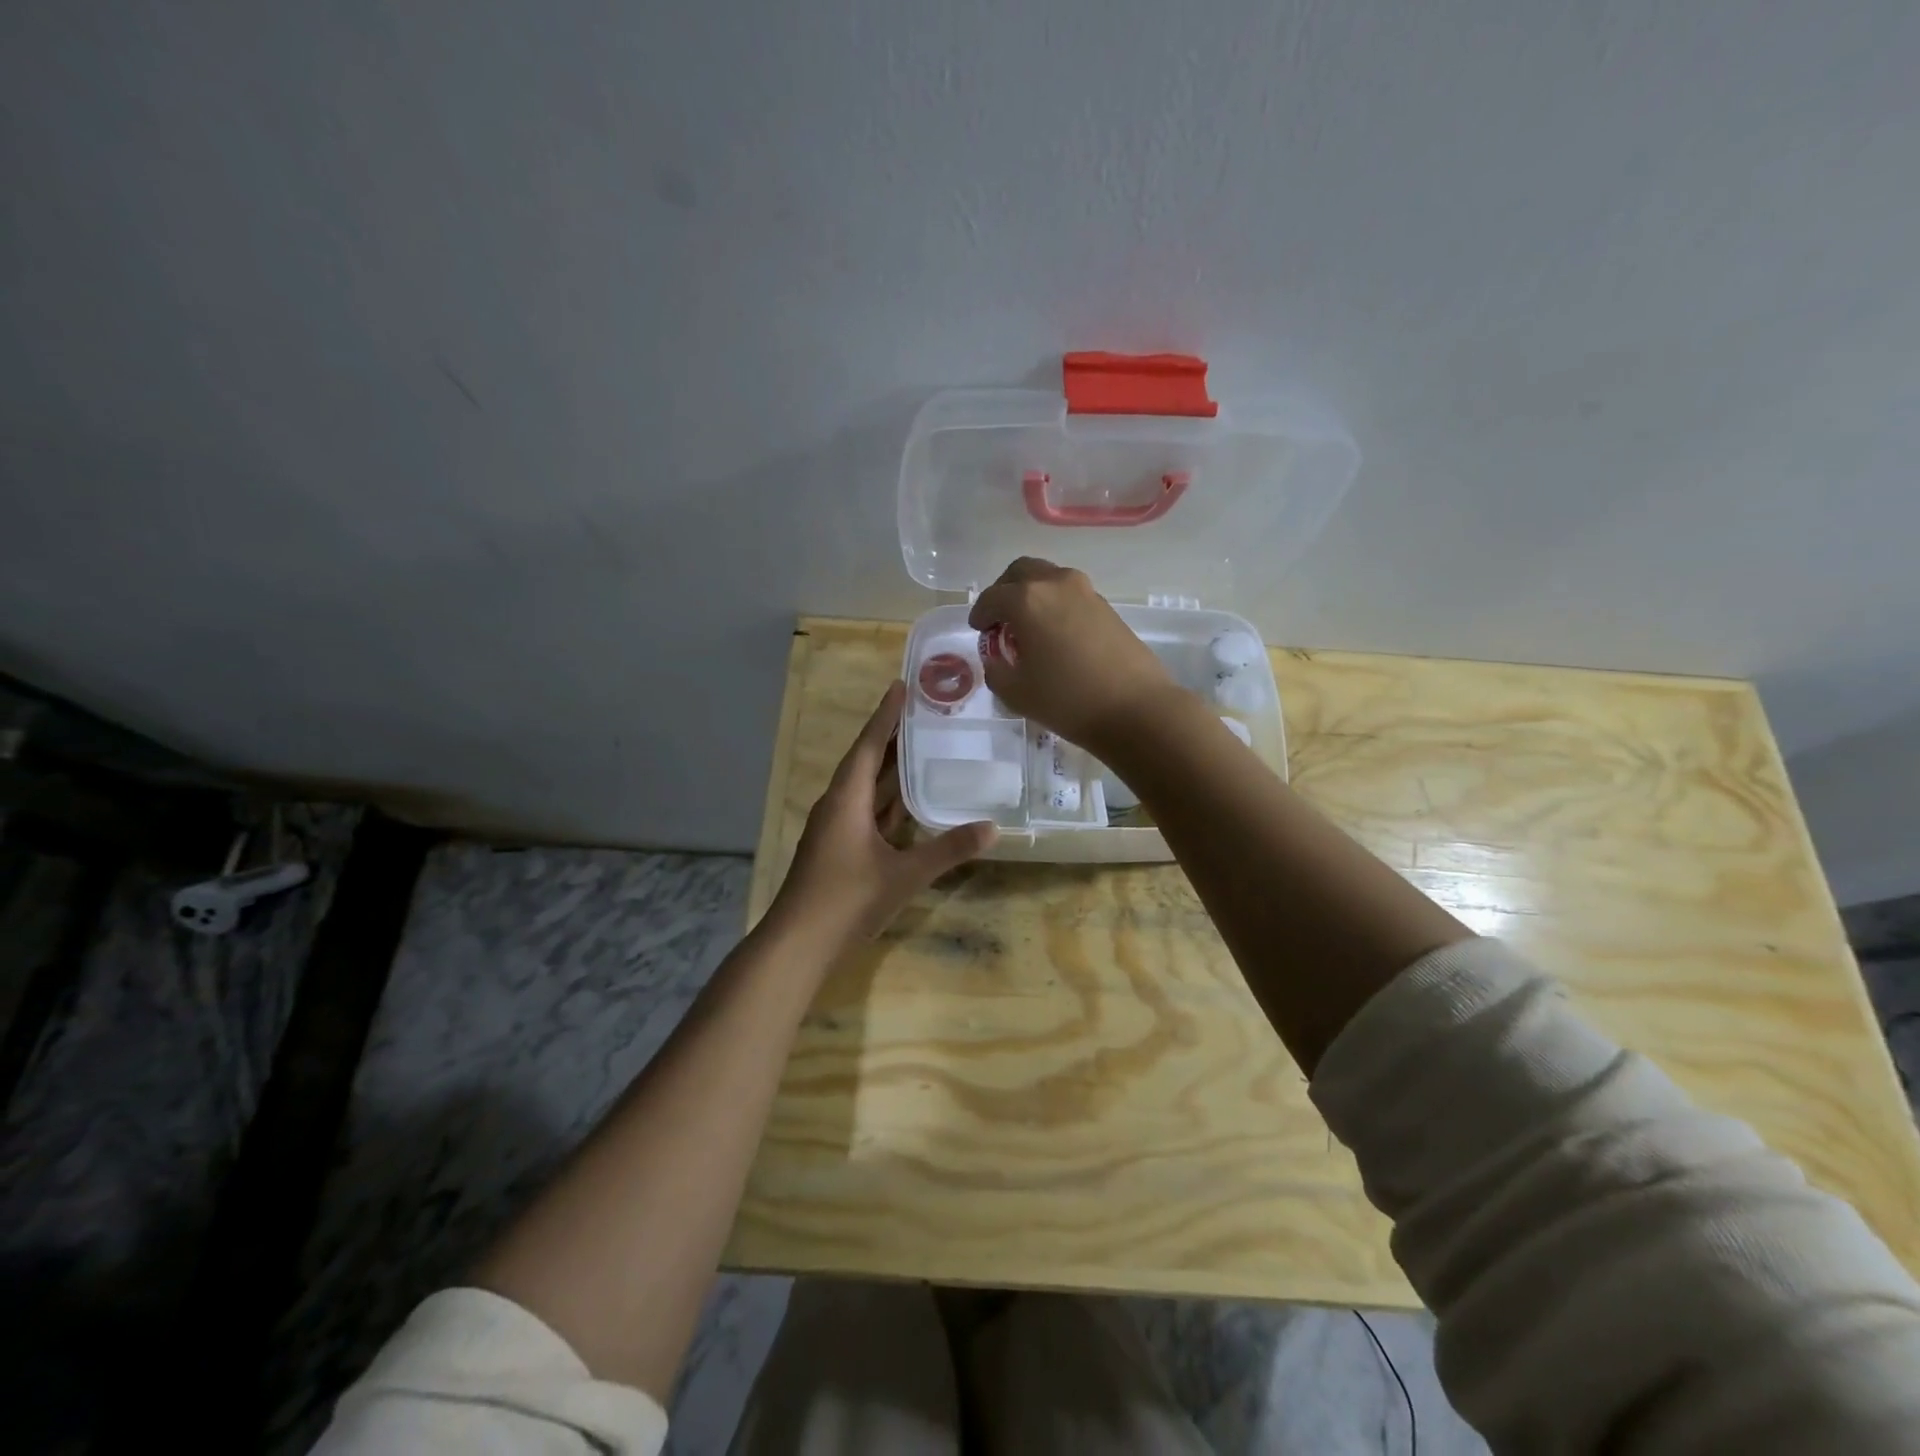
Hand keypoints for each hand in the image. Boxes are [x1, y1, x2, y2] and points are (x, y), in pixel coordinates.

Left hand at [771, 682, 996, 946]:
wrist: (798, 945)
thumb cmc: (846, 900)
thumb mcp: (904, 875)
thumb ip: (948, 850)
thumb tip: (993, 828)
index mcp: (846, 800)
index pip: (868, 746)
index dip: (885, 716)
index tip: (901, 686)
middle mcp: (837, 806)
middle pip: (866, 762)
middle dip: (892, 738)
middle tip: (924, 713)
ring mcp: (835, 830)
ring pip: (866, 789)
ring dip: (891, 769)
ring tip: (922, 747)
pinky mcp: (838, 849)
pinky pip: (867, 812)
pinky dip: (888, 801)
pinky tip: (910, 803)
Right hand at [967, 557, 1182, 751]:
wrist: (1135, 708)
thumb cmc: (1067, 700)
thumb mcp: (1015, 693)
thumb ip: (996, 669)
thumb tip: (996, 657)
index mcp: (1026, 600)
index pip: (992, 597)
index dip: (980, 614)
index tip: (978, 630)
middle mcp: (1056, 584)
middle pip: (1021, 572)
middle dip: (1004, 591)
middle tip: (1000, 619)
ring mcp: (1085, 591)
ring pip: (1048, 579)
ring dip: (1032, 595)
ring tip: (1028, 627)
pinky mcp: (1107, 606)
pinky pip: (1069, 594)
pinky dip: (1054, 605)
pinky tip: (1055, 635)